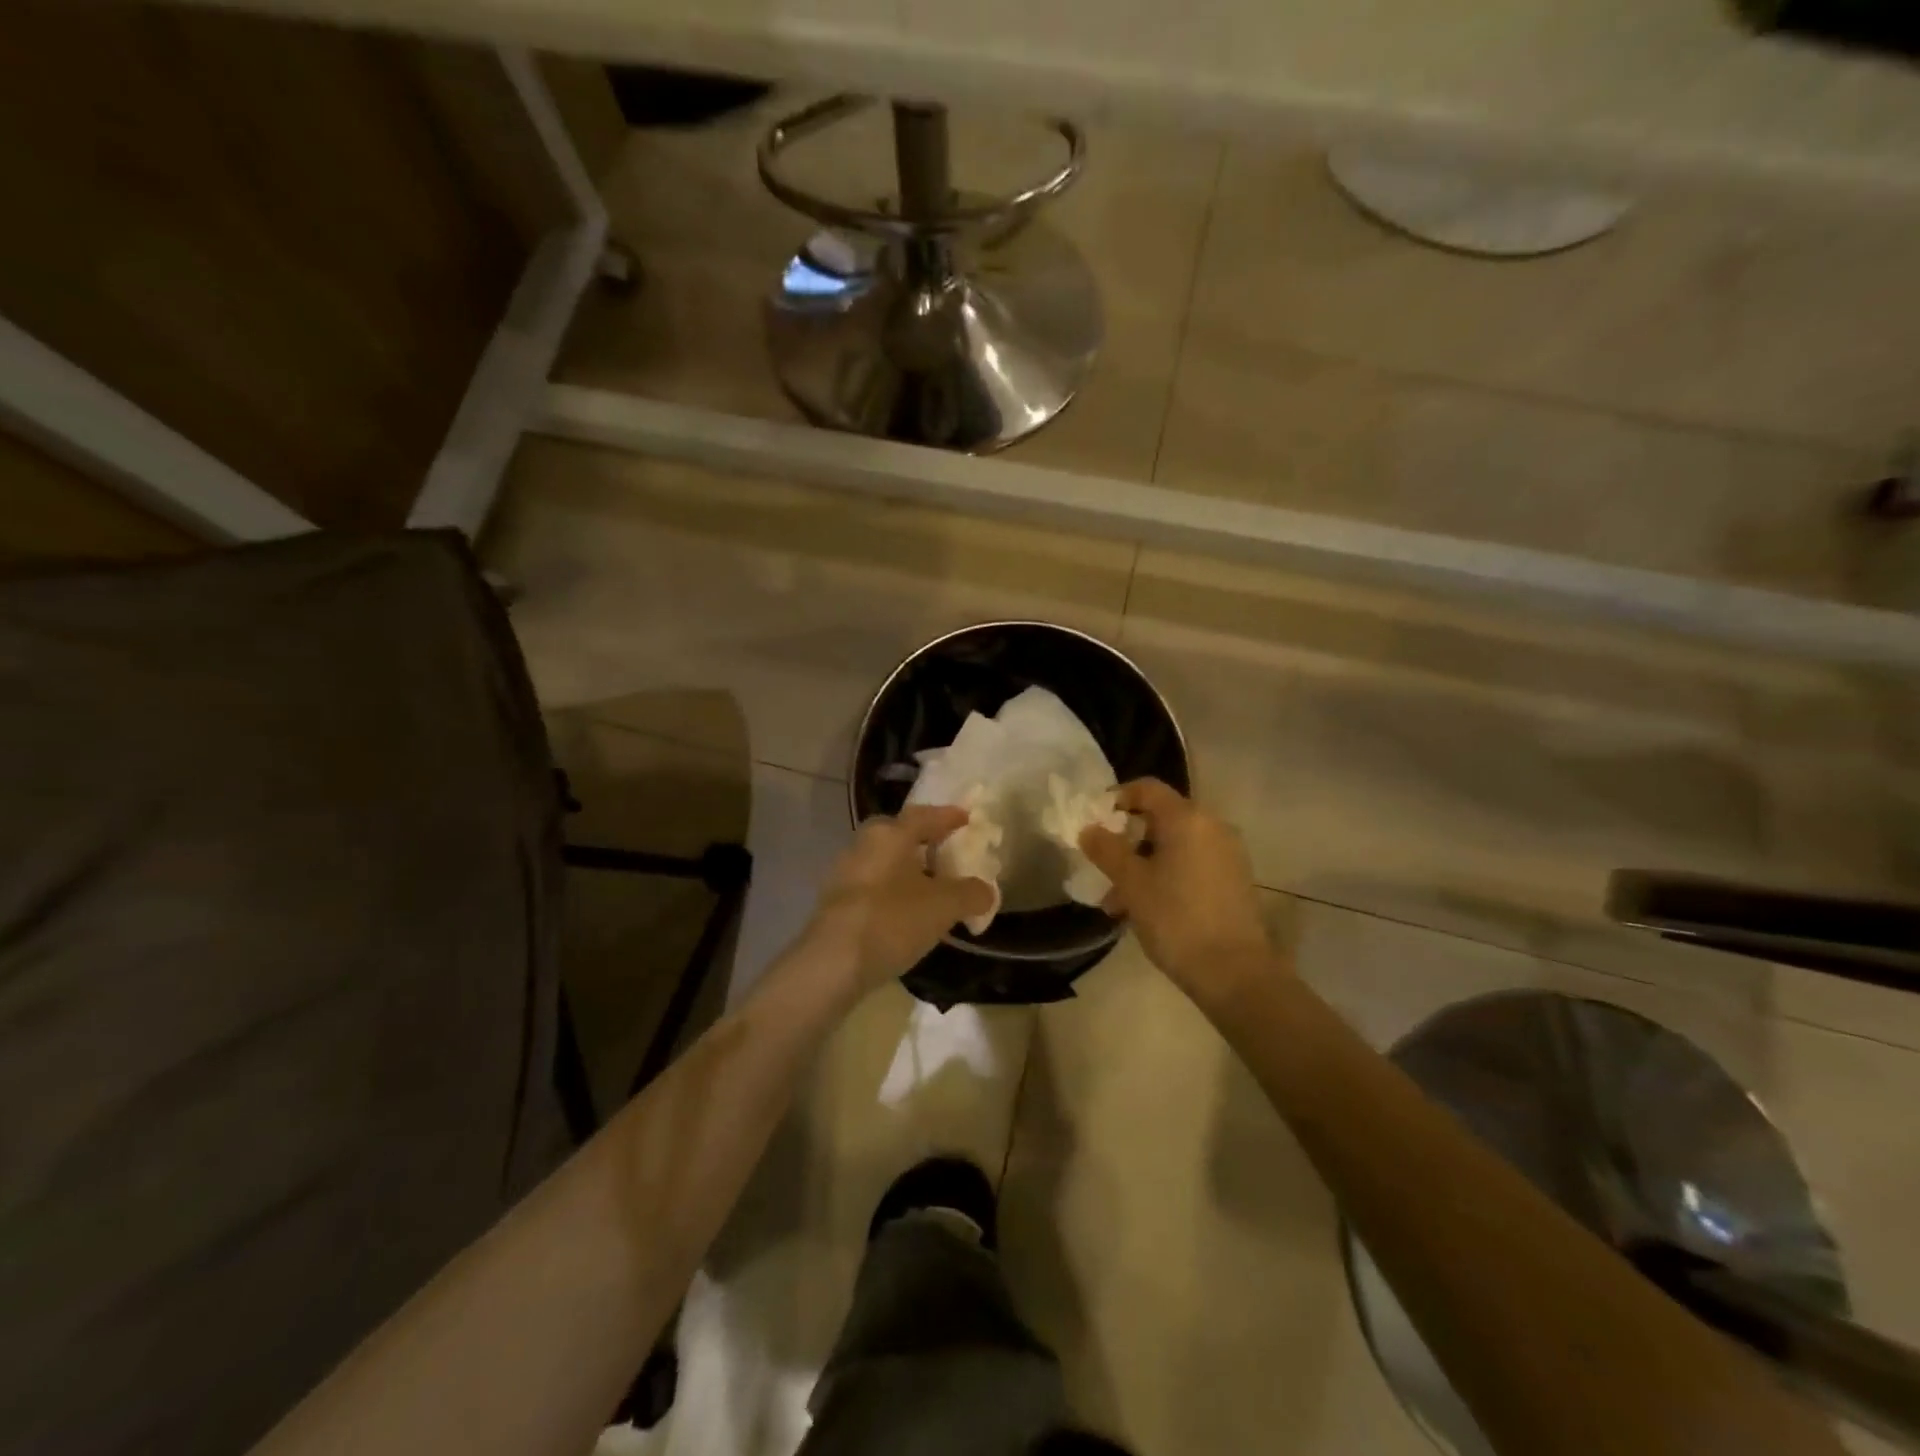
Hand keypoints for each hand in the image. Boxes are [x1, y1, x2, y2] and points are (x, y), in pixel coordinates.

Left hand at [807, 806, 995, 995]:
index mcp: (889, 834)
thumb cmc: (892, 920)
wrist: (832, 964)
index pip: (924, 816)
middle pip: (899, 836)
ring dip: (907, 871)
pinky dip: (893, 893)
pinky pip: (873, 887)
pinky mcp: (835, 904)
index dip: (947, 816)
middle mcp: (863, 845)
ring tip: (931, 888)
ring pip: (884, 863)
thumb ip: (970, 894)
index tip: (966, 818)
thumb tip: (986, 891)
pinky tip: (906, 914)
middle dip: (923, 842)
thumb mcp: (943, 906)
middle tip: (946, 853)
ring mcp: (844, 874)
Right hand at [1080, 779, 1274, 1002]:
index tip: (1094, 821)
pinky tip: (1146, 909)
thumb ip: (1106, 850)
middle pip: (1160, 818)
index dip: (1117, 798)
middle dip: (1127, 841)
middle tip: (1103, 867)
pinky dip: (1166, 876)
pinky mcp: (1234, 880)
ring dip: (1143, 865)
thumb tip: (1089, 829)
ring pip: (1174, 846)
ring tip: (1117, 903)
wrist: (1235, 972)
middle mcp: (1212, 826)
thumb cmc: (1176, 918)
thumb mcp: (1131, 883)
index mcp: (1187, 818)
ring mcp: (1227, 854)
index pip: (1147, 789)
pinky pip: (1191, 864)